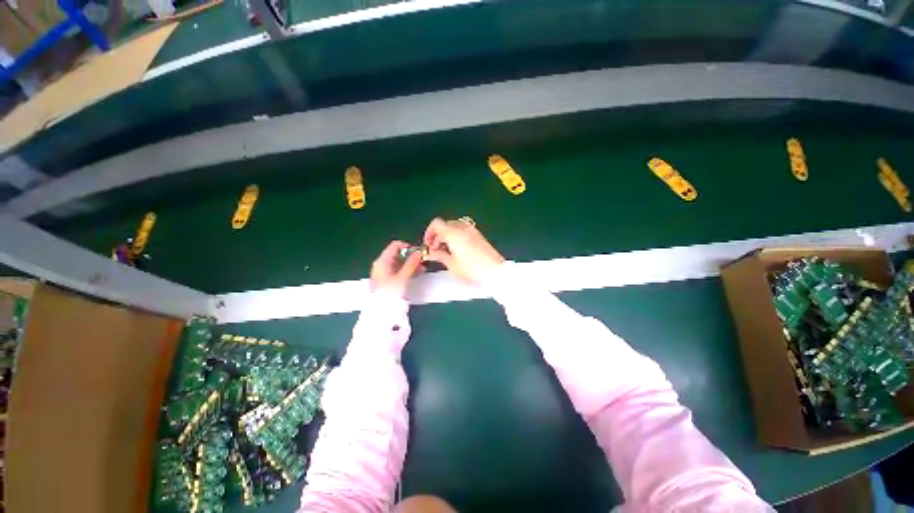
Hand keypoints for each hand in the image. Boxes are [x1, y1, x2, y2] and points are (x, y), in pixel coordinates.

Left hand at [370, 241, 423, 295]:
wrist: (379, 313)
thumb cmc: (390, 293)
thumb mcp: (402, 277)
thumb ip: (411, 264)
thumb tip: (419, 252)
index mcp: (382, 261)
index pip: (395, 245)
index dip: (408, 246)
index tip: (418, 252)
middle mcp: (381, 264)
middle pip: (397, 254)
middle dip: (411, 256)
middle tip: (423, 261)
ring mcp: (383, 272)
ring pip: (399, 263)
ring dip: (410, 264)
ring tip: (422, 268)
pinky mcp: (387, 280)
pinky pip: (398, 271)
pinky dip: (407, 271)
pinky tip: (416, 274)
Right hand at [423, 217, 504, 282]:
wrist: (495, 270)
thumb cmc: (471, 269)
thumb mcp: (452, 264)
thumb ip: (439, 255)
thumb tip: (430, 252)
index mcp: (453, 233)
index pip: (436, 223)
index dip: (429, 232)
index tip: (428, 244)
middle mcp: (462, 227)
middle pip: (445, 224)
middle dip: (438, 235)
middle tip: (436, 249)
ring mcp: (472, 230)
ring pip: (454, 227)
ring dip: (447, 235)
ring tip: (446, 250)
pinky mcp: (479, 235)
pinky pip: (463, 230)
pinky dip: (456, 236)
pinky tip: (457, 249)